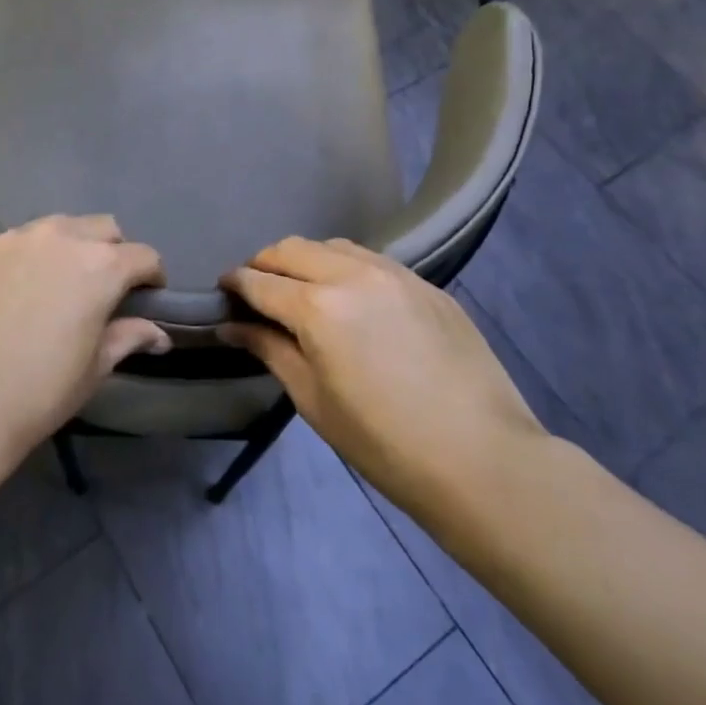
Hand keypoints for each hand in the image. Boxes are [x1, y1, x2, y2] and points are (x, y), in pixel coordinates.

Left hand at [0, 215, 169, 455]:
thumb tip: (159, 335)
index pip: (144, 256)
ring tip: (53, 284)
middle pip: (102, 228)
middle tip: (101, 288)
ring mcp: (12, 239)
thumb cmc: (38, 391)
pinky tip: (8, 295)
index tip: (147, 297)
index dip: (152, 277)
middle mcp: (60, 238)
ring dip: (66, 248)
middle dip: (111, 251)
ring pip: (54, 228)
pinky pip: (10, 245)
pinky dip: (22, 261)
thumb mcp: (94, 369)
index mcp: (100, 266)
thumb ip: (128, 338)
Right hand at [220, 238, 543, 516]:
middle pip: (292, 249)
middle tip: (257, 290)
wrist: (482, 459)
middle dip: (265, 264)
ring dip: (306, 259)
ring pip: (333, 245)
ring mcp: (394, 273)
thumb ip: (270, 351)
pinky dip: (346, 266)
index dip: (235, 283)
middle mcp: (352, 275)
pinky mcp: (426, 284)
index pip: (260, 281)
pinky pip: (372, 259)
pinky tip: (352, 297)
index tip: (223, 291)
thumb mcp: (314, 401)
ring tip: (303, 289)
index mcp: (317, 308)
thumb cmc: (384, 443)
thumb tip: (231, 327)